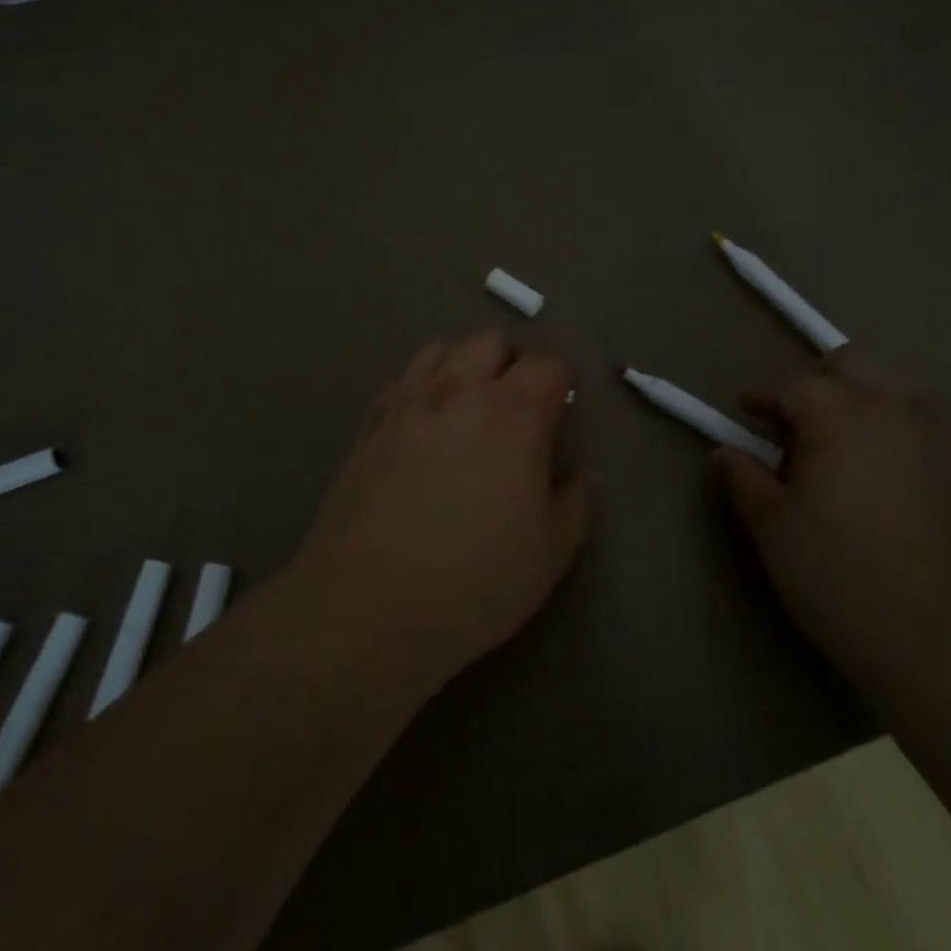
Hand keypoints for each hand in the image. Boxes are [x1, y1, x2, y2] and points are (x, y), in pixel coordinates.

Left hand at [293, 331, 592, 683]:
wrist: (368, 609)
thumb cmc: (473, 585)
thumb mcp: (549, 555)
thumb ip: (574, 504)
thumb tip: (582, 475)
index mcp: (513, 416)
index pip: (548, 366)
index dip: (562, 384)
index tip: (561, 414)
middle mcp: (458, 393)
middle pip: (491, 341)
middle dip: (512, 364)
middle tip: (517, 409)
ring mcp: (406, 405)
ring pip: (440, 349)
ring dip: (464, 365)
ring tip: (469, 406)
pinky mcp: (369, 426)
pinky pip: (400, 380)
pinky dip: (420, 386)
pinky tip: (423, 422)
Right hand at [711, 348, 950, 670]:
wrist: (947, 638)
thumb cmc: (839, 573)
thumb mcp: (772, 527)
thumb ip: (745, 479)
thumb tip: (726, 452)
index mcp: (840, 414)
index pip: (792, 384)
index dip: (761, 396)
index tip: (743, 414)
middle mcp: (894, 409)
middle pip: (850, 364)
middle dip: (815, 383)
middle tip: (791, 428)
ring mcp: (938, 436)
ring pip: (891, 389)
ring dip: (857, 401)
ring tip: (836, 452)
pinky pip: (919, 424)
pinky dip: (890, 429)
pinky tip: (878, 477)